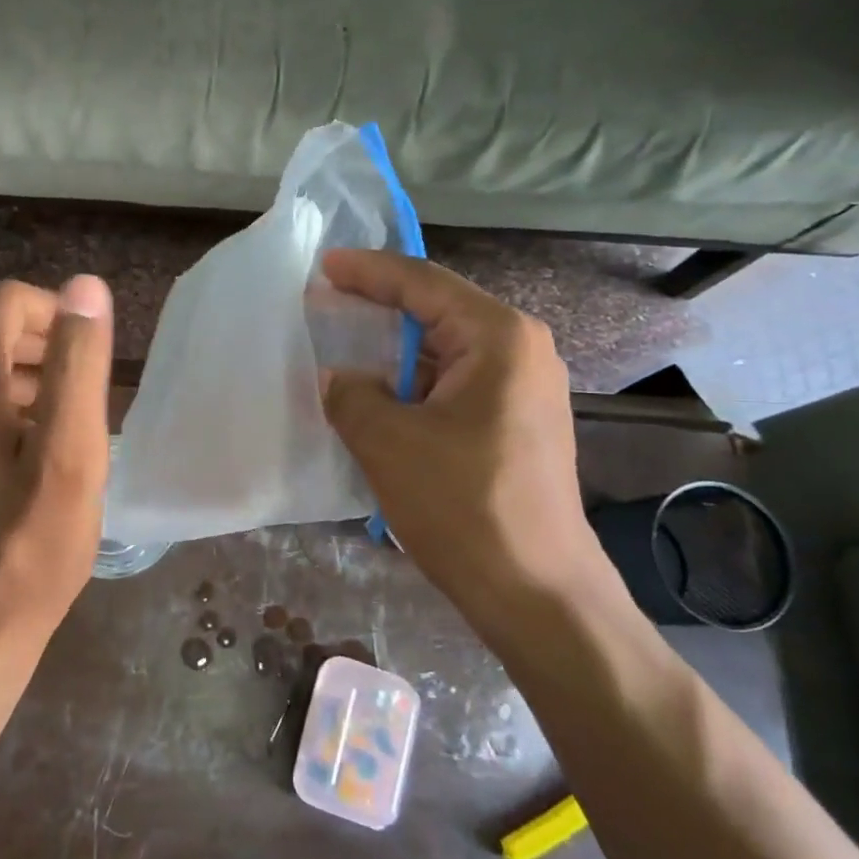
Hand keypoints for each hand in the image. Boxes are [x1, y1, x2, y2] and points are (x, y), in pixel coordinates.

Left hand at [0, 275, 113, 641]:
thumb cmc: (34, 541)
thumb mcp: (72, 450)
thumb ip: (78, 363)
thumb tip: (85, 287)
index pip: (10, 303)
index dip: (59, 317)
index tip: (93, 364)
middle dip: (48, 350)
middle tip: (88, 401)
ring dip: (32, 381)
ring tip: (69, 429)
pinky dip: (8, 409)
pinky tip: (35, 454)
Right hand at [317, 250, 619, 635]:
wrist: (536, 592)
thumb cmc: (463, 505)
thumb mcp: (388, 441)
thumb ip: (350, 394)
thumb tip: (337, 378)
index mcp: (499, 337)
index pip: (423, 283)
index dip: (368, 272)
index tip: (323, 266)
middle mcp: (521, 351)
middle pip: (438, 310)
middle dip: (379, 306)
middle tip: (326, 301)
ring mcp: (523, 390)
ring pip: (444, 351)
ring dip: (393, 349)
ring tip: (343, 344)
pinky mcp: (516, 424)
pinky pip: (453, 384)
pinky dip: (412, 382)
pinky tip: (377, 393)